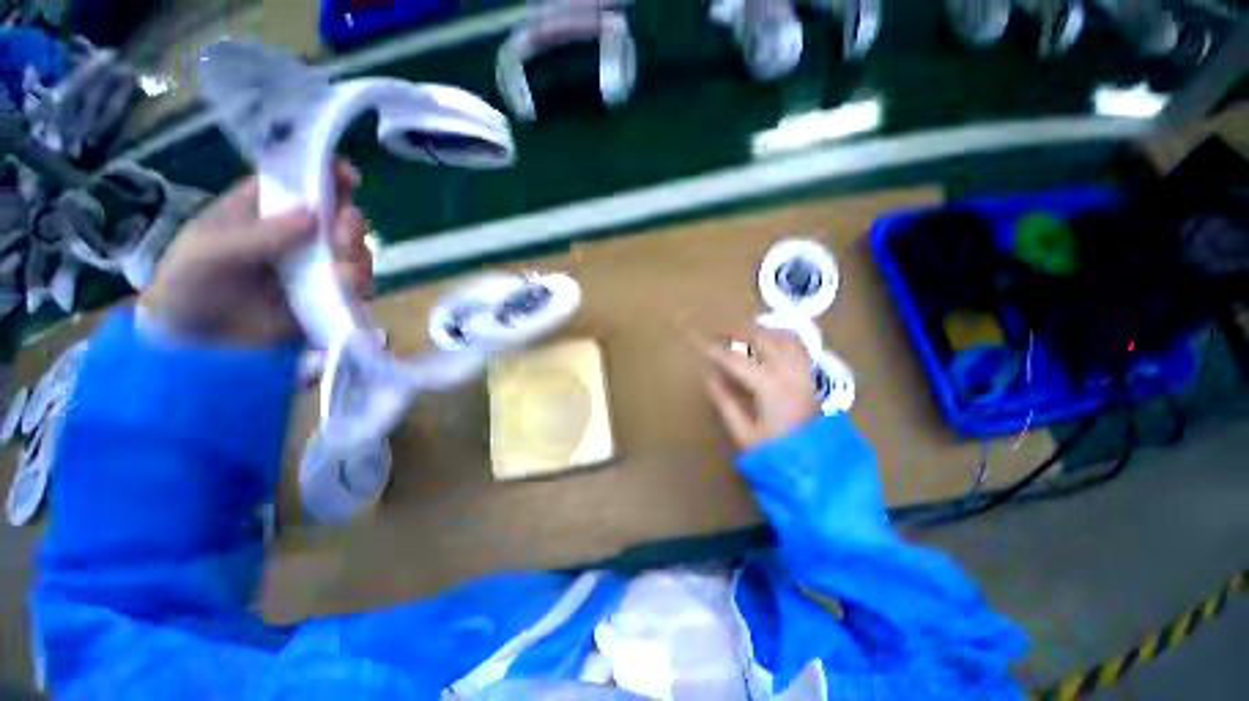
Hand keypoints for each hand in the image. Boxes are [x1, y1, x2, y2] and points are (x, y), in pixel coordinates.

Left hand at [140, 162, 372, 346]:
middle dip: (350, 222)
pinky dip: (360, 287)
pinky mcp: (330, 298)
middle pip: (339, 217)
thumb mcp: (209, 252)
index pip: (302, 182)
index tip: (350, 177)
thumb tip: (314, 215)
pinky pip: (358, 288)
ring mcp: (317, 268)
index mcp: (266, 210)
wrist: (195, 347)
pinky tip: (350, 291)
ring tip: (343, 271)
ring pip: (356, 253)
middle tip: (344, 231)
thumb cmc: (190, 285)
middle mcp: (299, 236)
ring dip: (358, 256)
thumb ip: (257, 235)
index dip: (329, 174)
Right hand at [704, 328, 819, 450]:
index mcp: (769, 386)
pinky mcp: (810, 375)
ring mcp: (802, 371)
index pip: (736, 360)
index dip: (717, 352)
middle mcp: (787, 371)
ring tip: (743, 334)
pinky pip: (797, 345)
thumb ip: (725, 402)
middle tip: (719, 335)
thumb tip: (710, 377)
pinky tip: (771, 341)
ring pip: (781, 336)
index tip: (702, 347)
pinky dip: (781, 337)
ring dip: (760, 331)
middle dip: (737, 332)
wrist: (816, 466)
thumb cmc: (774, 451)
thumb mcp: (743, 432)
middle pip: (761, 338)